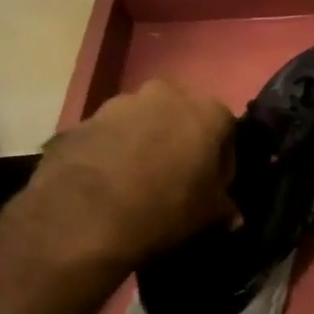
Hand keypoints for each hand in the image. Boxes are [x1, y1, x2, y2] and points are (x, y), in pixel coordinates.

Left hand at [22, 79, 236, 266]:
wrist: (81, 219)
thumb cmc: (162, 209)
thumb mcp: (207, 216)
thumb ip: (225, 207)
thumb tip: (233, 215)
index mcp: (206, 111)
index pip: (226, 131)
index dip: (221, 162)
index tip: (212, 187)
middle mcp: (165, 95)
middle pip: (181, 117)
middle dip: (180, 143)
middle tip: (174, 180)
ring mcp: (119, 104)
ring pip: (141, 122)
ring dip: (143, 143)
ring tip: (135, 183)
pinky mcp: (81, 121)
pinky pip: (107, 136)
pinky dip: (110, 153)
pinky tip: (105, 184)